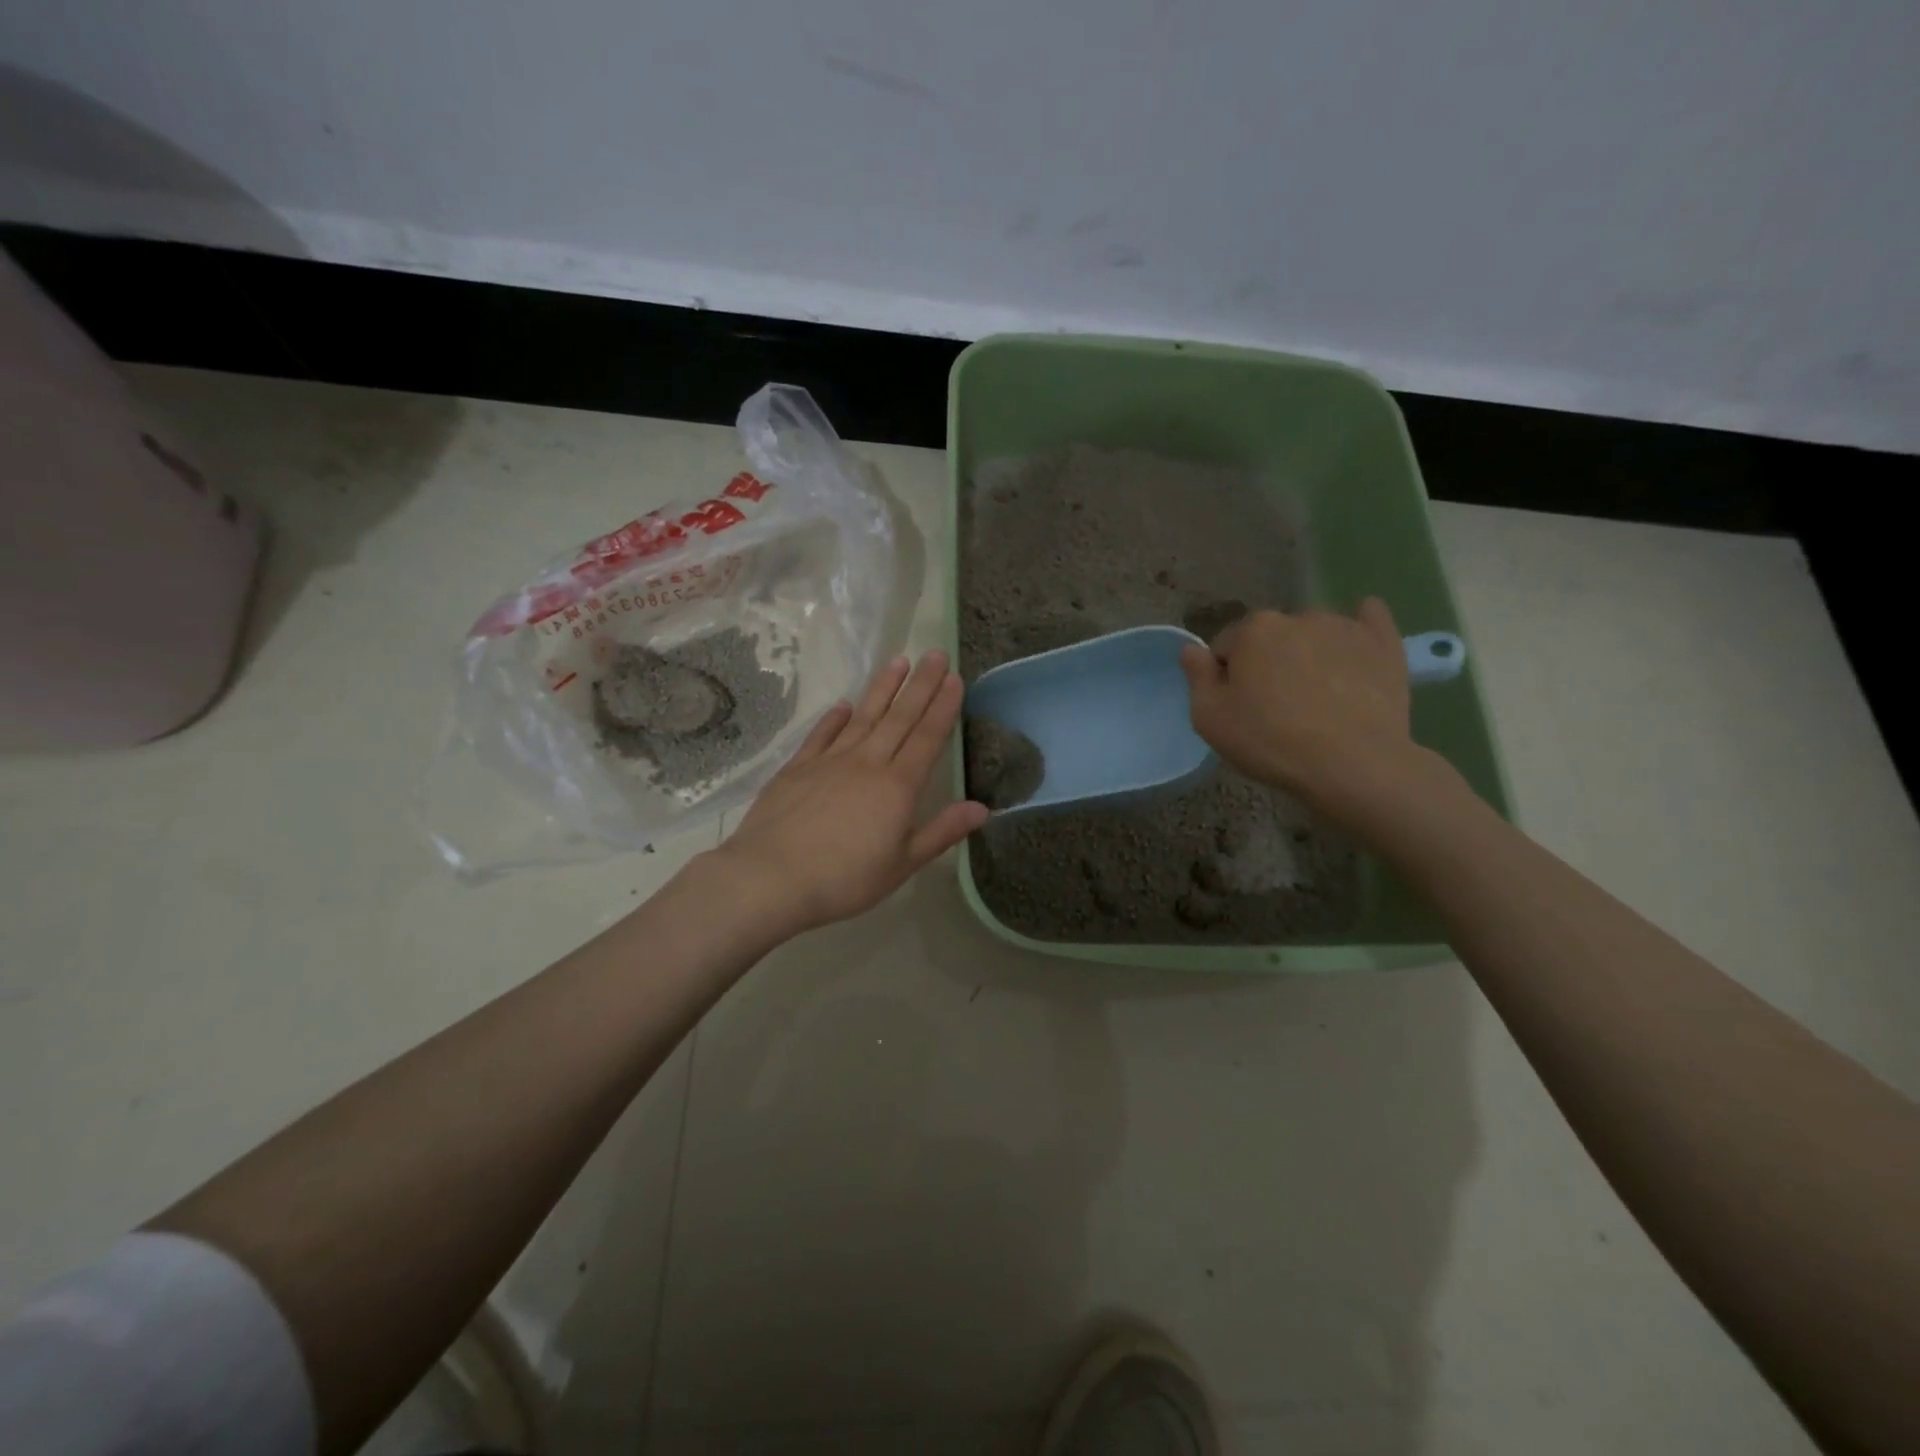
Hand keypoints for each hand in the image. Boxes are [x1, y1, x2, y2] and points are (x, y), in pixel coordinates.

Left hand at [711, 650, 988, 937]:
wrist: (771, 877)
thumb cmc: (844, 878)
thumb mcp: (902, 864)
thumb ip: (942, 832)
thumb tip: (982, 808)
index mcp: (897, 786)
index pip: (928, 737)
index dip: (943, 707)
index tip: (955, 678)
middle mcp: (867, 763)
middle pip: (899, 717)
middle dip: (921, 684)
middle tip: (935, 654)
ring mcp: (829, 761)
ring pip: (863, 716)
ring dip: (883, 688)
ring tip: (898, 661)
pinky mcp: (797, 768)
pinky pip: (822, 734)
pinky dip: (834, 718)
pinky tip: (843, 704)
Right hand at [1179, 599, 1424, 809]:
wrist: (1353, 764)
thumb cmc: (1271, 741)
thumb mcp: (1210, 719)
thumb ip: (1196, 677)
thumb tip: (1191, 649)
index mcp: (1252, 630)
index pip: (1226, 647)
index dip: (1226, 678)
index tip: (1237, 707)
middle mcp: (1297, 616)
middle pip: (1270, 638)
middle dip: (1267, 663)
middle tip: (1276, 707)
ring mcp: (1344, 626)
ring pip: (1312, 635)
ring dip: (1307, 655)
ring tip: (1317, 698)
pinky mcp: (1384, 643)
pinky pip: (1369, 620)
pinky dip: (1359, 630)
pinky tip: (1355, 651)